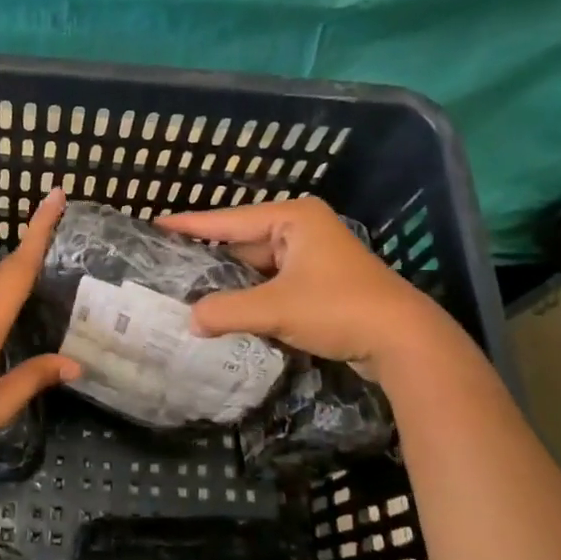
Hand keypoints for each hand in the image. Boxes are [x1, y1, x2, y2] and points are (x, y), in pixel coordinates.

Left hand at [0, 188, 79, 450]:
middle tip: (57, 229)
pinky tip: (1, 305)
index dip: (41, 228)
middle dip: (34, 242)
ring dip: (13, 269)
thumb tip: (75, 365)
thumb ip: (34, 378)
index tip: (55, 195)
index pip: (23, 263)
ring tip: (38, 275)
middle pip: (9, 264)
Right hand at [157, 196, 452, 365]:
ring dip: (232, 283)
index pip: (229, 219)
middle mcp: (303, 229)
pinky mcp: (322, 283)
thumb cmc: (338, 309)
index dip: (190, 224)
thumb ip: (226, 311)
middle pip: (243, 242)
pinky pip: (274, 284)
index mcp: (293, 218)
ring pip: (258, 267)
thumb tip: (190, 321)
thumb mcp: (275, 309)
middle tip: (169, 266)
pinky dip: (253, 297)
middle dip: (210, 259)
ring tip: (189, 291)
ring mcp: (315, 257)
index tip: (155, 223)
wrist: (405, 341)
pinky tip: (227, 310)